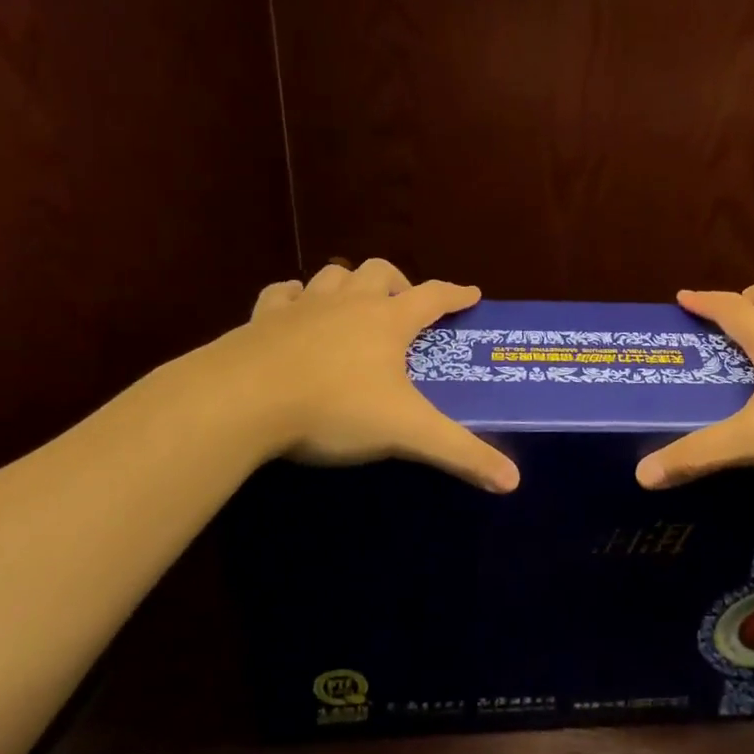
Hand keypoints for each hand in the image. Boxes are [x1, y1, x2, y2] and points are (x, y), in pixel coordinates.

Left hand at [198, 258, 518, 491]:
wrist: (240, 401)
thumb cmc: (334, 408)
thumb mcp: (406, 433)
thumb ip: (460, 453)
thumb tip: (513, 481)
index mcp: (388, 321)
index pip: (433, 296)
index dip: (456, 294)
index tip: (472, 294)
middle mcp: (348, 304)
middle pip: (380, 272)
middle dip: (399, 283)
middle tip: (404, 308)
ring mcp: (302, 307)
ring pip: (332, 276)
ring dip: (348, 285)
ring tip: (353, 308)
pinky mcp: (260, 320)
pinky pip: (282, 294)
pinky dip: (294, 298)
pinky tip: (293, 311)